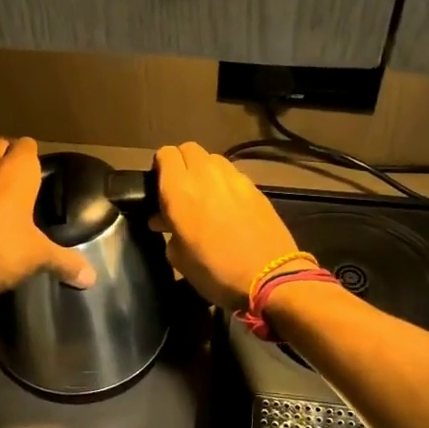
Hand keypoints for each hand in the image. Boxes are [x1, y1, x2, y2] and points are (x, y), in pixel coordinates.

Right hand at [151, 142, 299, 309]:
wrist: (269, 278)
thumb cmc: (215, 271)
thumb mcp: (179, 258)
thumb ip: (168, 231)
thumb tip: (163, 220)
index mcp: (179, 189)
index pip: (165, 154)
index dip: (160, 167)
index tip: (159, 186)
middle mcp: (205, 174)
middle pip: (188, 149)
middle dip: (181, 163)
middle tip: (180, 189)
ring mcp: (234, 177)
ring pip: (212, 158)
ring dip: (204, 170)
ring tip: (205, 195)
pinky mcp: (255, 187)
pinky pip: (233, 174)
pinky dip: (225, 182)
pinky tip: (228, 205)